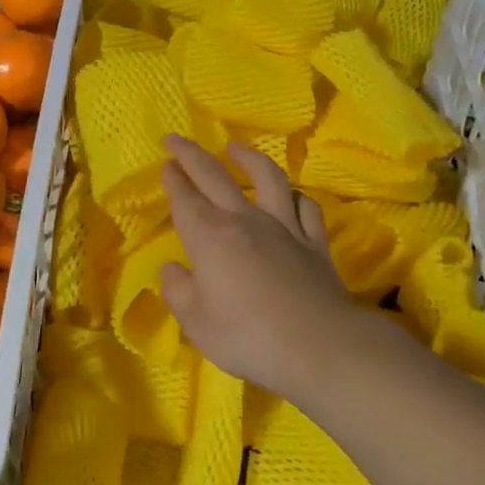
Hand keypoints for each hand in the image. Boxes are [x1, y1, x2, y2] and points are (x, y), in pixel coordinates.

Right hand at [158, 136, 355, 395]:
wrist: (319, 345)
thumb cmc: (248, 336)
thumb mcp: (197, 322)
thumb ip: (178, 291)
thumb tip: (172, 269)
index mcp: (209, 236)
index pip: (185, 198)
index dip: (173, 179)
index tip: (166, 164)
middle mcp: (244, 220)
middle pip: (214, 176)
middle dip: (191, 154)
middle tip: (176, 138)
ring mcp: (284, 226)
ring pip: (267, 178)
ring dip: (248, 158)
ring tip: (236, 148)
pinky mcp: (314, 241)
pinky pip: (305, 207)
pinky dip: (294, 196)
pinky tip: (289, 195)